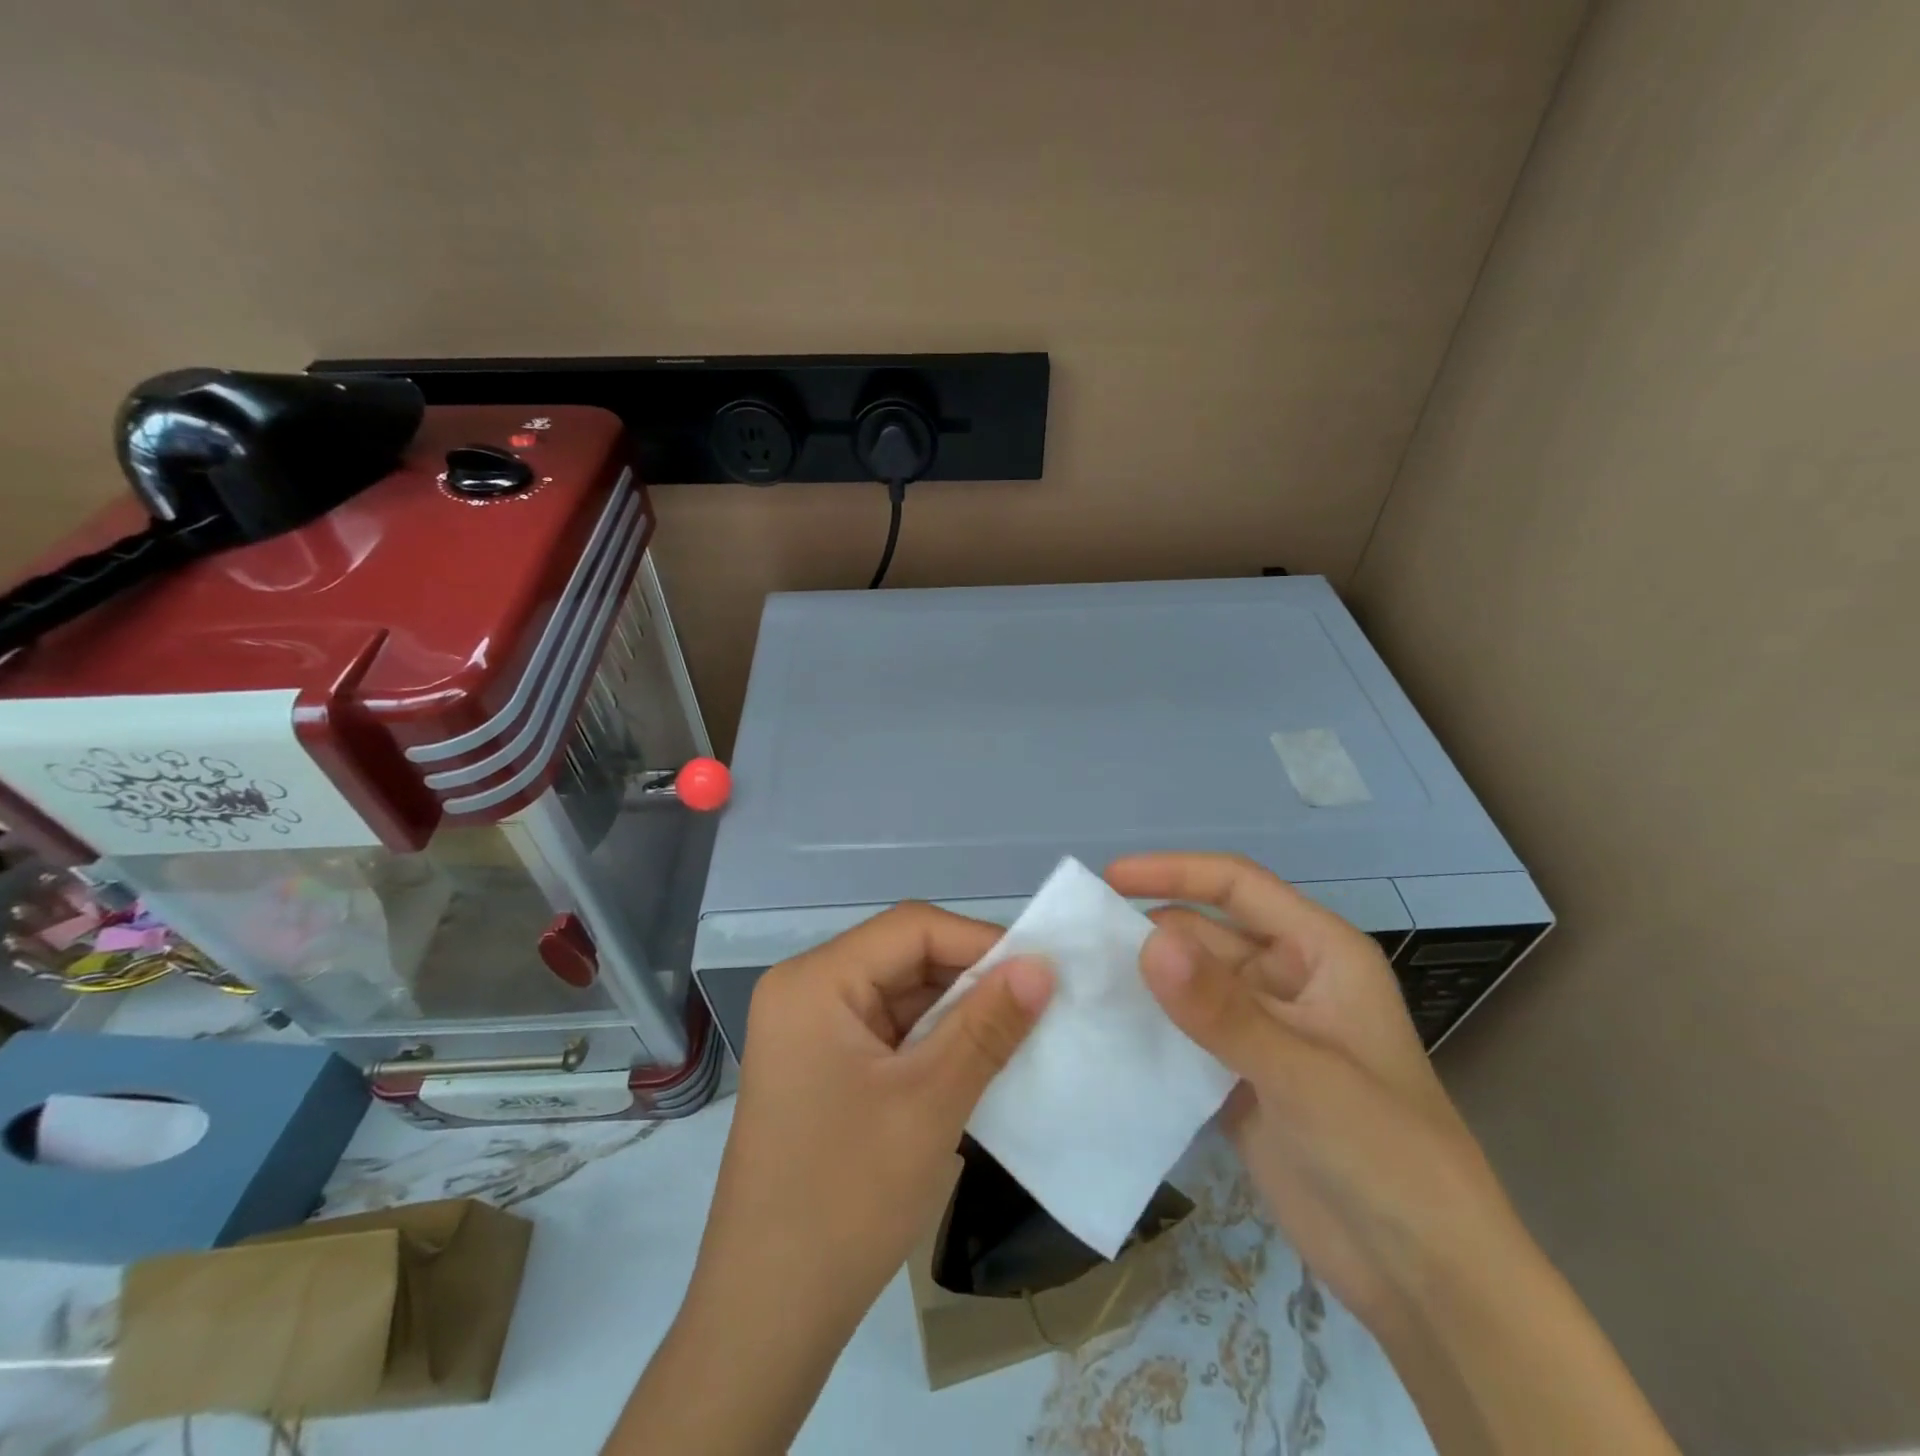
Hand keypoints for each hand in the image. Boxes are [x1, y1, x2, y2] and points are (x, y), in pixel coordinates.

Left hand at [694, 902, 1054, 1330]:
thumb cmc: (845, 1200)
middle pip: (905, 957)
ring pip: (902, 994)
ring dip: (959, 1012)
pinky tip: (978, 1060)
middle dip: (973, 978)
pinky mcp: (823, 1067)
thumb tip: (1043, 964)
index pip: (911, 928)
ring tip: (1020, 1031)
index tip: (1043, 970)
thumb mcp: (930, 1104)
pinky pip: (890, 1031)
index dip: (981, 941)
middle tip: (1041, 1002)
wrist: (767, 1318)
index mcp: (814, 981)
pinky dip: (935, 1041)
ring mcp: (811, 1031)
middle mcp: (806, 991)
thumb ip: (988, 1025)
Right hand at [1105, 852, 1522, 1331]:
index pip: (1237, 886)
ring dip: (1141, 983)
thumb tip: (1147, 940)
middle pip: (1204, 934)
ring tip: (1074, 983)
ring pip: (1188, 986)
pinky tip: (1100, 1034)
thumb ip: (1221, 1009)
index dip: (1173, 872)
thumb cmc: (1386, 1155)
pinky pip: (1183, 1035)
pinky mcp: (1238, 1077)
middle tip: (1074, 945)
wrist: (1423, 1278)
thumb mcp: (1302, 1074)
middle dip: (1146, 933)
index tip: (1108, 878)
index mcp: (1319, 953)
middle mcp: (1286, 979)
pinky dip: (1148, 1030)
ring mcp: (1260, 1030)